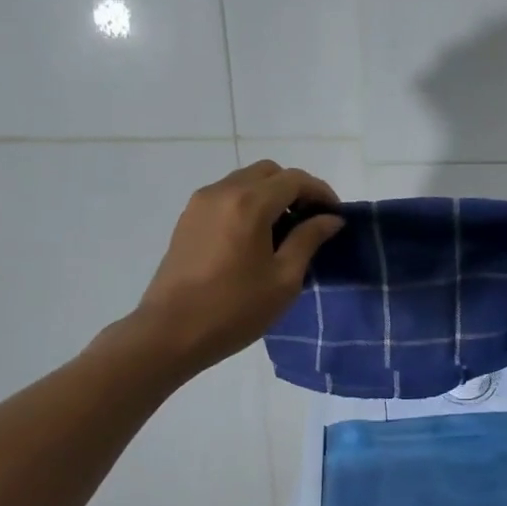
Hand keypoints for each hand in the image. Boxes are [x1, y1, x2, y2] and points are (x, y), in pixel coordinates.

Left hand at [108, 161, 344, 376]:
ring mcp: (200, 203)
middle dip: (295, 189)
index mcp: (249, 204)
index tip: (336, 215)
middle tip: (311, 220)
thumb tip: (331, 218)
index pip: (294, 180)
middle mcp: (223, 192)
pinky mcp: (188, 219)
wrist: (171, 332)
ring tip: (286, 231)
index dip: (321, 192)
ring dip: (270, 195)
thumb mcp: (284, 278)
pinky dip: (248, 204)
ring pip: (245, 181)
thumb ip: (309, 240)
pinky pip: (226, 196)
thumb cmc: (235, 309)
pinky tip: (257, 238)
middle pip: (268, 172)